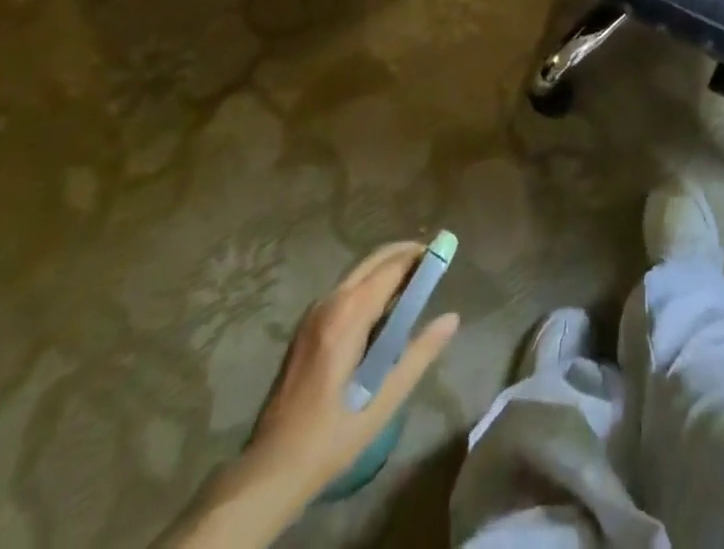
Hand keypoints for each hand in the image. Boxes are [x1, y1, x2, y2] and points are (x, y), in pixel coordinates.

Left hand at [242, 241, 459, 506]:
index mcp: (350, 313)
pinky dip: (367, 286)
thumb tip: (451, 318)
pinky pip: (344, 291)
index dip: (420, 257)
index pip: (392, 267)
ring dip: (385, 270)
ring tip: (412, 286)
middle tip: (431, 264)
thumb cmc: (333, 434)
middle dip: (403, 255)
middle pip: (373, 262)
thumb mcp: (385, 399)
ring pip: (357, 274)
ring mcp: (313, 313)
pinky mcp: (305, 328)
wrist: (272, 468)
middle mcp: (330, 302)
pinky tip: (380, 311)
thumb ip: (420, 353)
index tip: (444, 254)